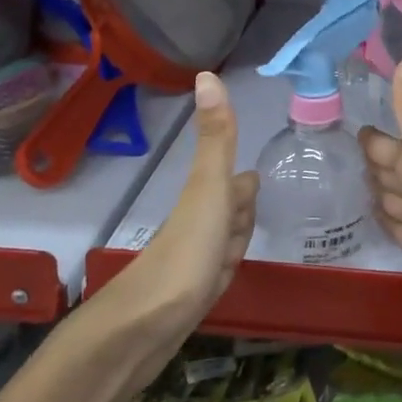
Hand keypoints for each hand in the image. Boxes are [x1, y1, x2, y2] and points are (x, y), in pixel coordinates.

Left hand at [104, 71, 256, 342]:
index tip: (256, 179)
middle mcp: (198, 226)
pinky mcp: (191, 296)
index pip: (236, 184)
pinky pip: (216, 274)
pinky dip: (224, 270)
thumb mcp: (209, 188)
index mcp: (205, 199)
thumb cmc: (186, 252)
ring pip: (223, 244)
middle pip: (229, 213)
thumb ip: (216, 137)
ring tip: (243, 243)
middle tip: (254, 207)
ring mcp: (194, 262)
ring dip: (234, 240)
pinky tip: (223, 277)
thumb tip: (207, 72)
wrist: (146, 328)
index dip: (245, 184)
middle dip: (242, 210)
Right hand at [360, 59, 401, 341]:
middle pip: (389, 168)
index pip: (388, 142)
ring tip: (344, 183)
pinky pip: (392, 225)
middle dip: (369, 161)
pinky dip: (380, 218)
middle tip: (337, 156)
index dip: (371, 137)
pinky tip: (366, 215)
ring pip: (390, 196)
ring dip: (373, 189)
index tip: (347, 124)